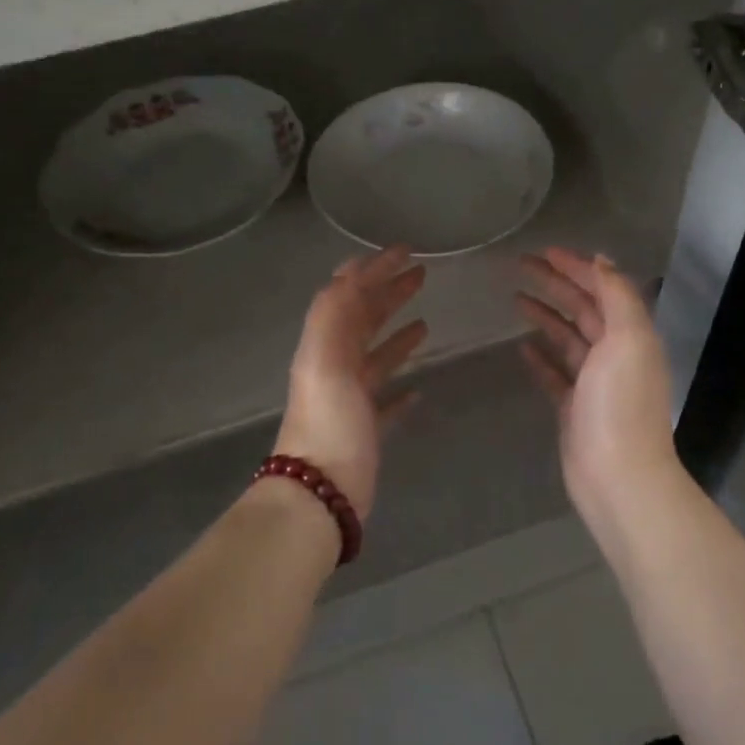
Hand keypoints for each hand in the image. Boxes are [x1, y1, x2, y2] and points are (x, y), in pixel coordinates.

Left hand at [275, 246, 427, 519]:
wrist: (319, 494)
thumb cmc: (328, 423)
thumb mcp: (326, 361)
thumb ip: (334, 315)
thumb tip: (349, 273)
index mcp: (324, 346)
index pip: (347, 295)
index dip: (372, 269)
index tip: (403, 250)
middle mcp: (334, 367)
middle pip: (364, 320)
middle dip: (389, 293)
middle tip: (422, 275)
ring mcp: (350, 400)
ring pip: (376, 357)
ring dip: (397, 334)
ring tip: (426, 321)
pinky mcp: (365, 430)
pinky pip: (385, 400)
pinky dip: (400, 387)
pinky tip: (419, 388)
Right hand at [517, 248, 681, 508]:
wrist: (618, 476)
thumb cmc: (621, 405)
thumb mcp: (627, 339)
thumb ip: (617, 296)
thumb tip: (601, 260)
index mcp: (631, 334)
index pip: (602, 288)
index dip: (576, 267)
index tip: (545, 251)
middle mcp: (615, 353)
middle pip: (583, 308)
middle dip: (555, 284)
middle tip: (520, 266)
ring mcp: (594, 383)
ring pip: (567, 338)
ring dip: (545, 316)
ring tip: (516, 298)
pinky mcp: (574, 408)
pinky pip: (555, 373)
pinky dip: (540, 357)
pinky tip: (521, 346)